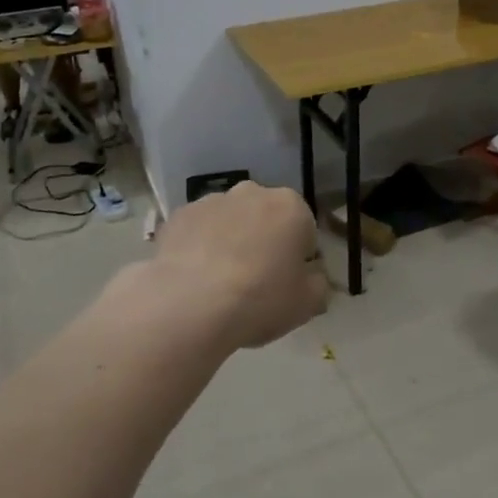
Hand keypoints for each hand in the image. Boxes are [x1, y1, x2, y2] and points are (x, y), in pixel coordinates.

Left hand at [149, 182, 325, 349]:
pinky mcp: (178, 216)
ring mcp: (211, 201)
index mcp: (291, 206)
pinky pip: (198, 231)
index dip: (299, 259)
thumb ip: (319, 282)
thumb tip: (311, 275)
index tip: (288, 284)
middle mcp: (252, 192)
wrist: (190, 305)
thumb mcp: (310, 303)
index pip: (305, 230)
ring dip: (231, 242)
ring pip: (230, 221)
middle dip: (264, 242)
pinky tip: (195, 279)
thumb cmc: (260, 299)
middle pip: (266, 219)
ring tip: (221, 284)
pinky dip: (199, 247)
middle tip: (256, 282)